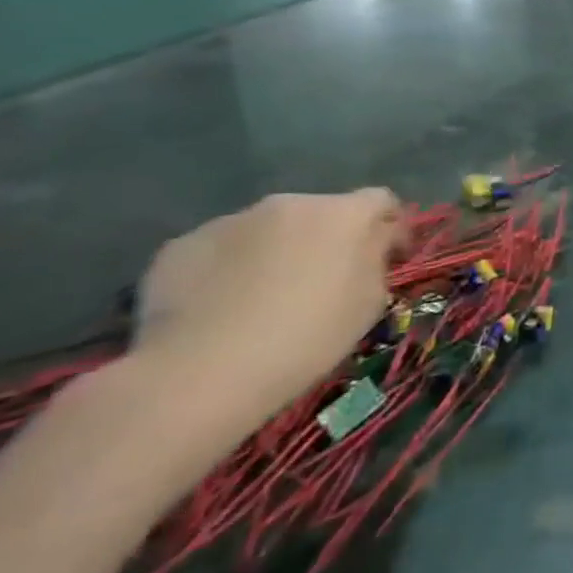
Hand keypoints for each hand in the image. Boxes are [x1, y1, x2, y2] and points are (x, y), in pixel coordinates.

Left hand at [131, 191, 404, 436]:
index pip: (382, 201)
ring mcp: (230, 221)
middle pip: (322, 212)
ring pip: (269, 229)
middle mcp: (290, 203)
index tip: (389, 258)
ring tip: (265, 295)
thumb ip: (374, 259)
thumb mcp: (372, 299)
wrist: (203, 371)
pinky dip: (230, 267)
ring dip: (278, 250)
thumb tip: (369, 245)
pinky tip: (222, 305)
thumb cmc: (310, 335)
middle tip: (323, 280)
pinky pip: (222, 249)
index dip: (390, 227)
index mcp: (345, 214)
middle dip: (328, 238)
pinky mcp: (182, 244)